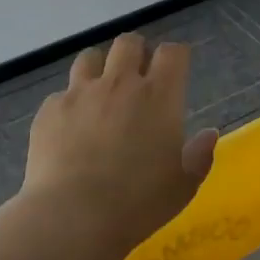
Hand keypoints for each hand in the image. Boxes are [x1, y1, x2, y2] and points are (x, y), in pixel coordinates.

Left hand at [22, 34, 219, 251]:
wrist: (73, 216)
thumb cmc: (138, 202)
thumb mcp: (183, 186)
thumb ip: (199, 155)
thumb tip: (209, 134)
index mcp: (159, 96)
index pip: (172, 53)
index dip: (175, 56)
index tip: (176, 68)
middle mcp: (120, 83)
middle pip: (129, 43)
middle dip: (136, 52)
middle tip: (137, 74)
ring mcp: (80, 93)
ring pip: (90, 57)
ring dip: (100, 68)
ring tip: (101, 91)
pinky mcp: (50, 109)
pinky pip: (62, 93)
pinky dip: (70, 104)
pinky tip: (70, 128)